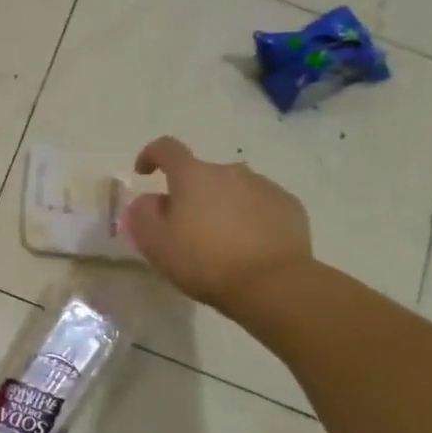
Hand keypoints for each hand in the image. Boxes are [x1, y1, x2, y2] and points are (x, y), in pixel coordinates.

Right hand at [122, 136, 313, 312]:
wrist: (273, 284)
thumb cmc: (204, 261)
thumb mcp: (156, 244)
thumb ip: (142, 215)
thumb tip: (149, 200)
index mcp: (193, 176)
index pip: (167, 149)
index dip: (151, 155)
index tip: (145, 172)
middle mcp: (230, 171)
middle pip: (202, 175)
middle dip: (190, 194)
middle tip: (185, 228)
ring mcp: (264, 186)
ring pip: (233, 189)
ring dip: (221, 205)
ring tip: (221, 241)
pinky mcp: (289, 206)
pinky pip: (260, 204)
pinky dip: (249, 217)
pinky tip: (249, 246)